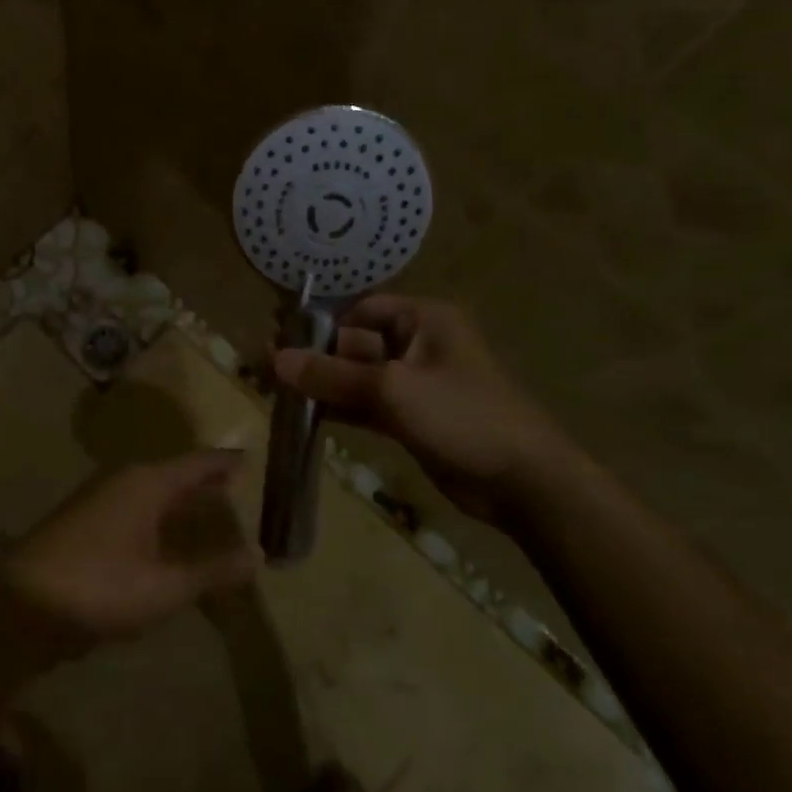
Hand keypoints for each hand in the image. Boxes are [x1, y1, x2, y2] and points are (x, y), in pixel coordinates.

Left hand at [0, 450, 261, 669]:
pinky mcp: (86, 527)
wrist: (18, 606)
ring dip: (182, 504)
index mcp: (146, 482)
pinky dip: (161, 522)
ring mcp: (100, 503)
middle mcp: (123, 482)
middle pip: (175, 475)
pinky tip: (170, 544)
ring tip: (213, 514)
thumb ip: (212, 570)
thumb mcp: (164, 586)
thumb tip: (258, 553)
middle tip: (242, 488)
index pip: (198, 462)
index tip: (254, 459)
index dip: (227, 462)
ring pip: (154, 495)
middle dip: (206, 482)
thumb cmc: (97, 587)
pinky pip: (137, 514)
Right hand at [272, 295, 568, 531]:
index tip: (281, 339)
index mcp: (423, 320)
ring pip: (358, 376)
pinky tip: (306, 415)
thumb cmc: (462, 416)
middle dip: (316, 356)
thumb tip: (276, 359)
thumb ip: (332, 374)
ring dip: (324, 384)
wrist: (522, 481)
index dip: (322, 323)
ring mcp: (415, 384)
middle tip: (268, 368)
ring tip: (277, 391)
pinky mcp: (412, 418)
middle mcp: (418, 344)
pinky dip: (340, 408)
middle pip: (355, 343)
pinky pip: (367, 404)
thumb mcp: (392, 389)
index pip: (361, 309)